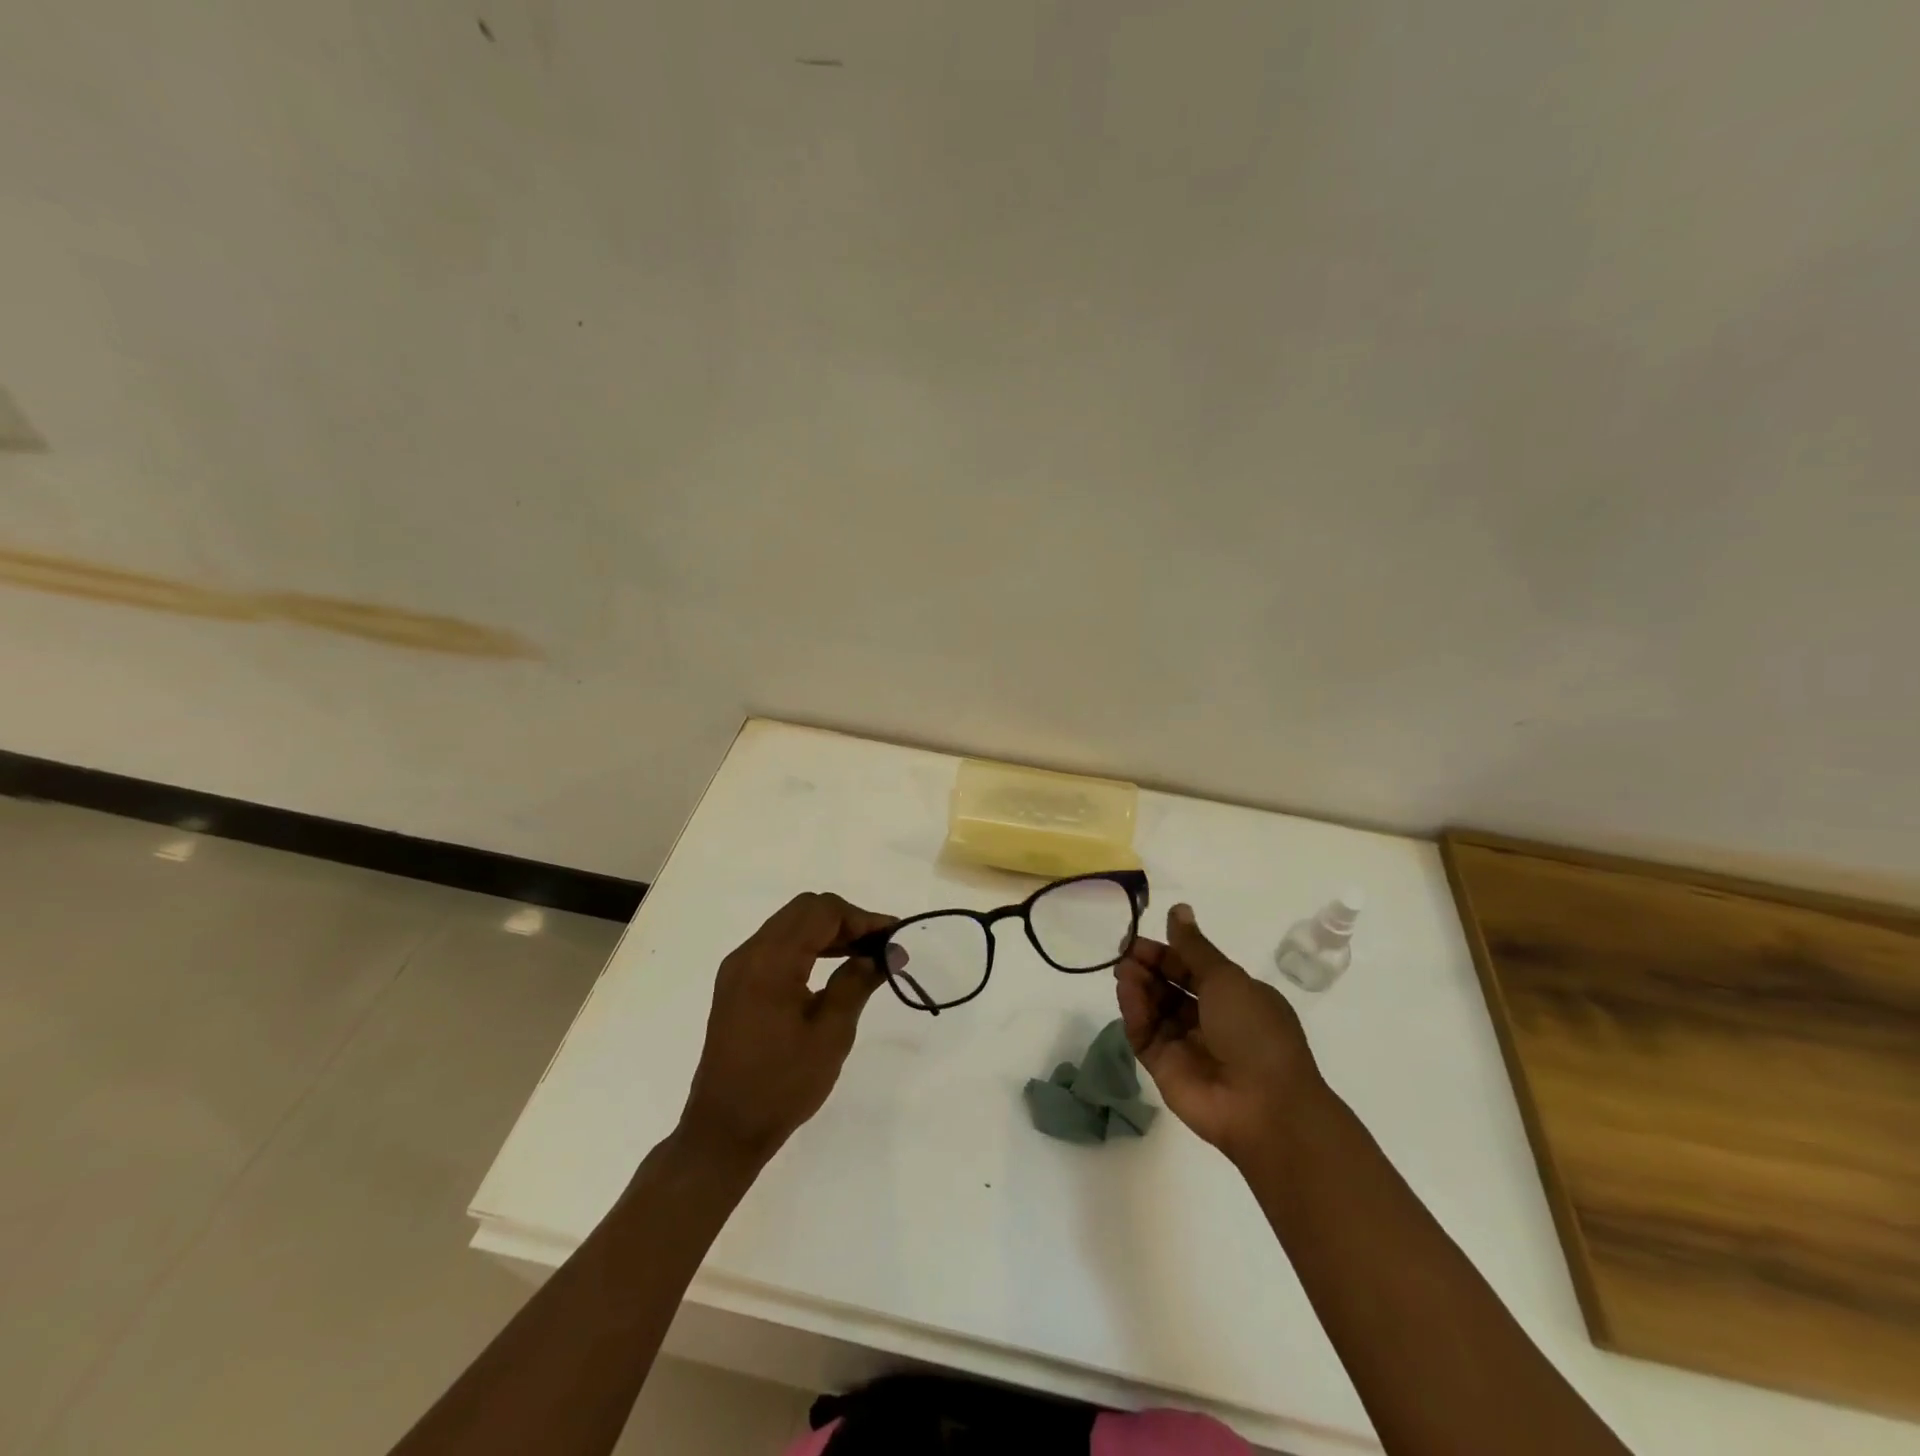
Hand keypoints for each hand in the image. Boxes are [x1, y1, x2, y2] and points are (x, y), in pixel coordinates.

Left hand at [678, 892, 894, 1167]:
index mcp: (771, 960)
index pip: (822, 912)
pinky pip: (777, 945)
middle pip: (804, 910)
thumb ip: (857, 982)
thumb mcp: (831, 1033)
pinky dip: (808, 946)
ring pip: (790, 925)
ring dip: (827, 932)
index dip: (862, 918)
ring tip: (863, 956)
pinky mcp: (736, 984)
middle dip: (846, 920)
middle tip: (879, 947)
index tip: (894, 939)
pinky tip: (832, 969)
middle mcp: (749, 953)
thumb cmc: (782, 1084)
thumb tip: (888, 952)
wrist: (724, 1130)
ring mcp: (739, 968)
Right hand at [1115, 902, 1326, 1168]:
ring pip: (1154, 1007)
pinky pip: (1144, 1033)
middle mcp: (1210, 1019)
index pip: (1192, 967)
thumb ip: (1193, 947)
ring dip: (1138, 986)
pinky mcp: (1165, 1067)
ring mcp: (1186, 1044)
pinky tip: (1126, 992)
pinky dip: (1134, 1012)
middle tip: (1125, 953)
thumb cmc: (1254, 1031)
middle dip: (1148, 966)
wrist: (1263, 1106)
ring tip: (1124, 970)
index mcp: (1234, 996)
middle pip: (1170, 985)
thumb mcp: (1226, 978)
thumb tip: (1178, 909)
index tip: (1140, 939)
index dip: (1167, 951)